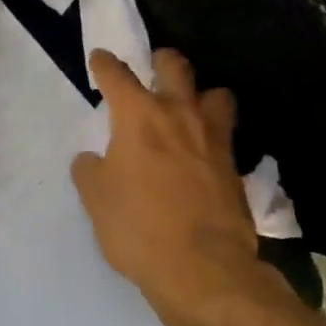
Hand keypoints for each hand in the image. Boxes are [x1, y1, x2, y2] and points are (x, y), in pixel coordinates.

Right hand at [71, 49, 259, 323]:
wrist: (202, 266)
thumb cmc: (138, 227)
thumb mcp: (96, 200)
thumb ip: (90, 171)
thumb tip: (91, 159)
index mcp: (139, 116)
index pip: (118, 75)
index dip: (105, 64)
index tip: (100, 58)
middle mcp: (179, 115)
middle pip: (175, 67)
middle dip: (162, 60)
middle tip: (154, 66)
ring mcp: (213, 138)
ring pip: (216, 94)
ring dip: (201, 94)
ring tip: (191, 108)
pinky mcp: (234, 166)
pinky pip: (226, 135)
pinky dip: (214, 135)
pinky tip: (205, 152)